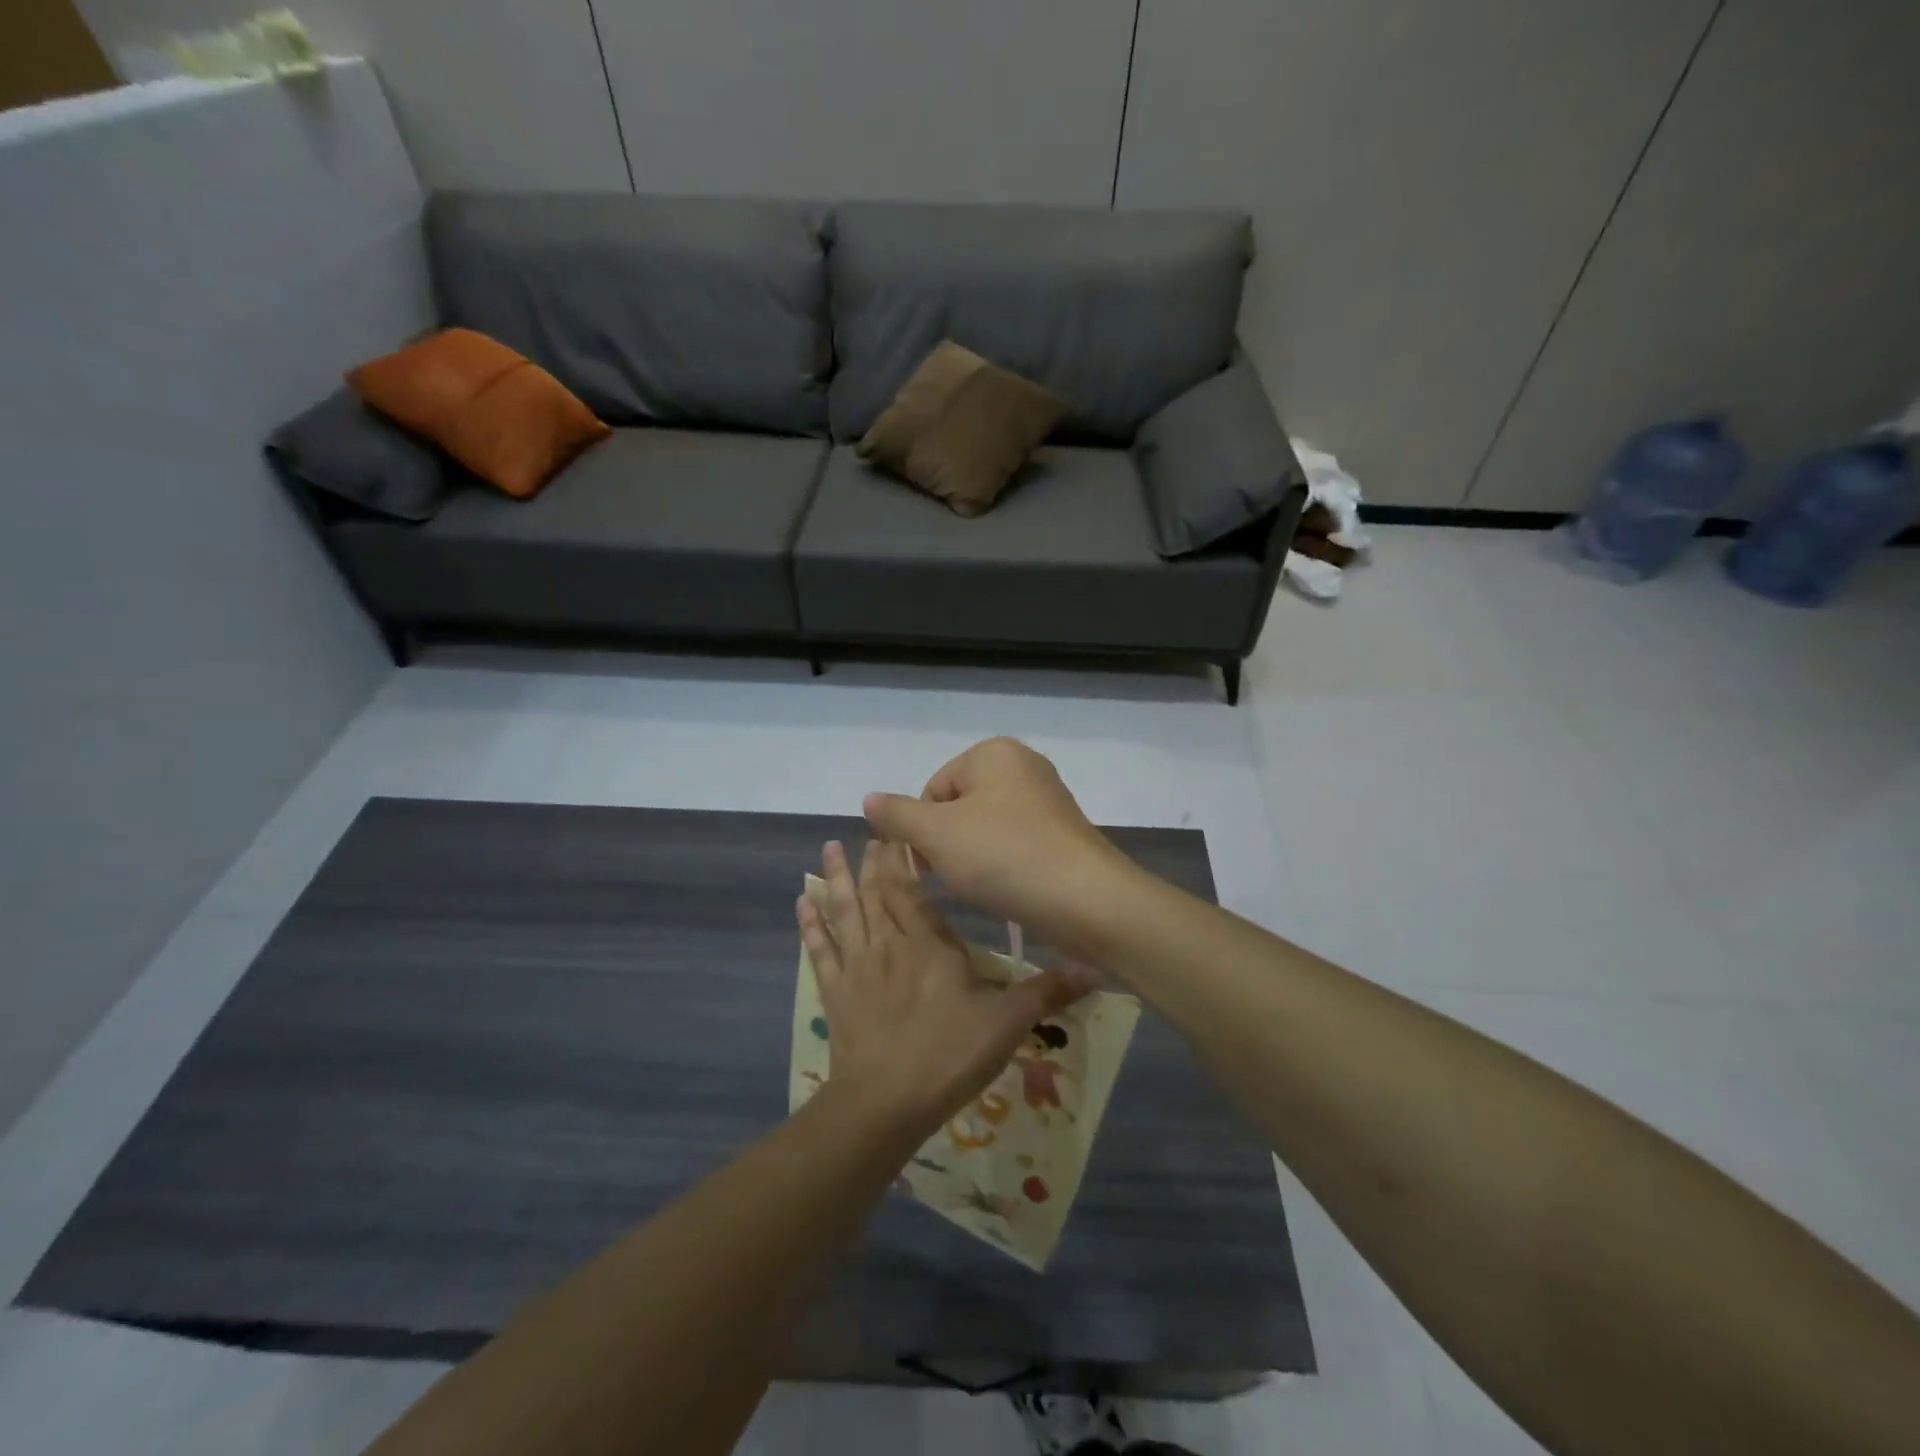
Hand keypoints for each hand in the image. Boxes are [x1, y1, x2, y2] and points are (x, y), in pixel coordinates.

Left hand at [796, 839, 1094, 1141]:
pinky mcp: (835, 991)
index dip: (902, 858)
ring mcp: (857, 966)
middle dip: (872, 859)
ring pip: (845, 910)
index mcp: (928, 942)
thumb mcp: (1008, 1023)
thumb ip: (1048, 991)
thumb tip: (1098, 967)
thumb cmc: (950, 1054)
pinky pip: (819, 949)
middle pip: (876, 891)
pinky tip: (802, 901)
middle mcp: (889, 943)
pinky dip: (810, 924)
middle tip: (868, 832)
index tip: (897, 831)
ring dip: (836, 878)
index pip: (911, 888)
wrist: (887, 1101)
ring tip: (827, 848)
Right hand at [861, 737, 1138, 956]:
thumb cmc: (1004, 856)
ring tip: (986, 886)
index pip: (933, 789)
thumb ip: (897, 814)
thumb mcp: (937, 834)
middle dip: (949, 844)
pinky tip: (1009, 889)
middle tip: (959, 877)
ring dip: (975, 859)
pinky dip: (1004, 866)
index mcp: (994, 752)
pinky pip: (1015, 844)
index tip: (934, 862)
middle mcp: (1024, 766)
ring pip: (986, 829)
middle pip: (959, 807)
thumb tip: (869, 799)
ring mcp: (1048, 800)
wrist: (1087, 900)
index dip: (924, 829)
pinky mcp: (1063, 834)